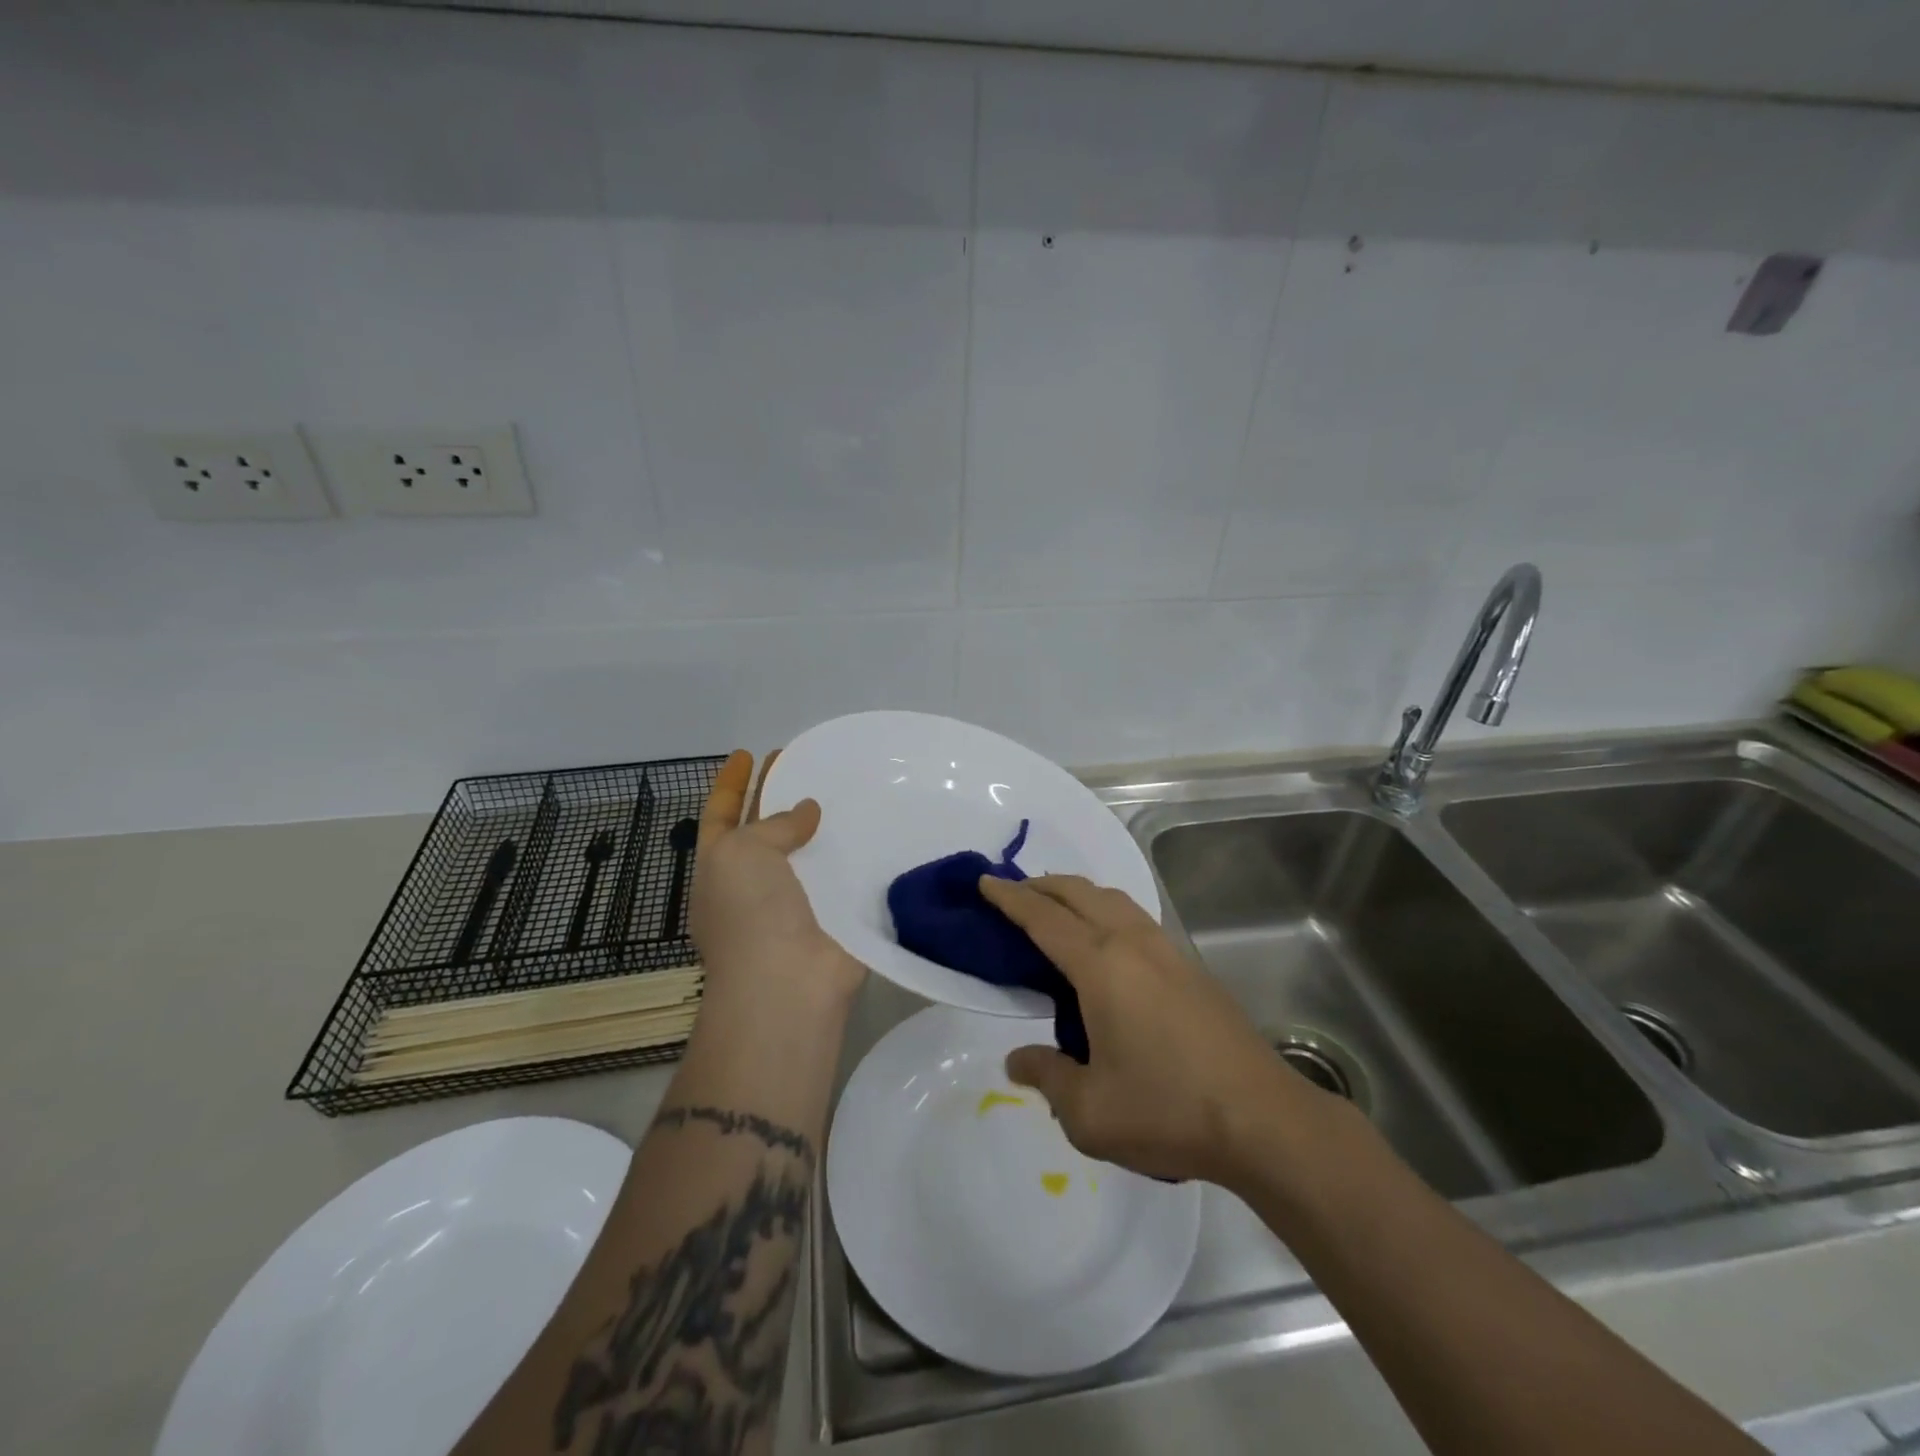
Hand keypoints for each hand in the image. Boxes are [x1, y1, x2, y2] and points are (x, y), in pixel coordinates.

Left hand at [690, 750, 865, 1013]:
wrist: (788, 983)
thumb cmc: (749, 913)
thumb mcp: (741, 853)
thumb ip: (772, 825)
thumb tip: (806, 812)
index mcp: (719, 868)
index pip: (719, 815)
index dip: (730, 783)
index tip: (747, 753)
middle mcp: (752, 884)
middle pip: (764, 830)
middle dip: (778, 797)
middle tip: (803, 762)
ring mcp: (793, 902)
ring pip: (806, 852)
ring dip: (821, 824)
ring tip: (843, 787)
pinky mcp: (833, 916)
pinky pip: (841, 874)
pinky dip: (853, 853)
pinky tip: (874, 828)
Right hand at [981, 873, 1336, 1183]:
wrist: (1263, 1120)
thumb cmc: (1167, 1110)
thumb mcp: (1089, 1111)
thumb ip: (1047, 1078)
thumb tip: (1018, 1060)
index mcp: (1101, 966)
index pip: (1043, 918)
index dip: (1010, 898)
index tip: (985, 883)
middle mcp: (1133, 943)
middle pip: (1079, 893)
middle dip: (1042, 885)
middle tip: (1013, 893)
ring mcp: (1168, 951)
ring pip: (1114, 899)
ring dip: (1078, 894)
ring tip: (1056, 911)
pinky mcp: (1191, 968)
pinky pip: (1136, 919)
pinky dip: (1106, 912)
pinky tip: (1106, 944)